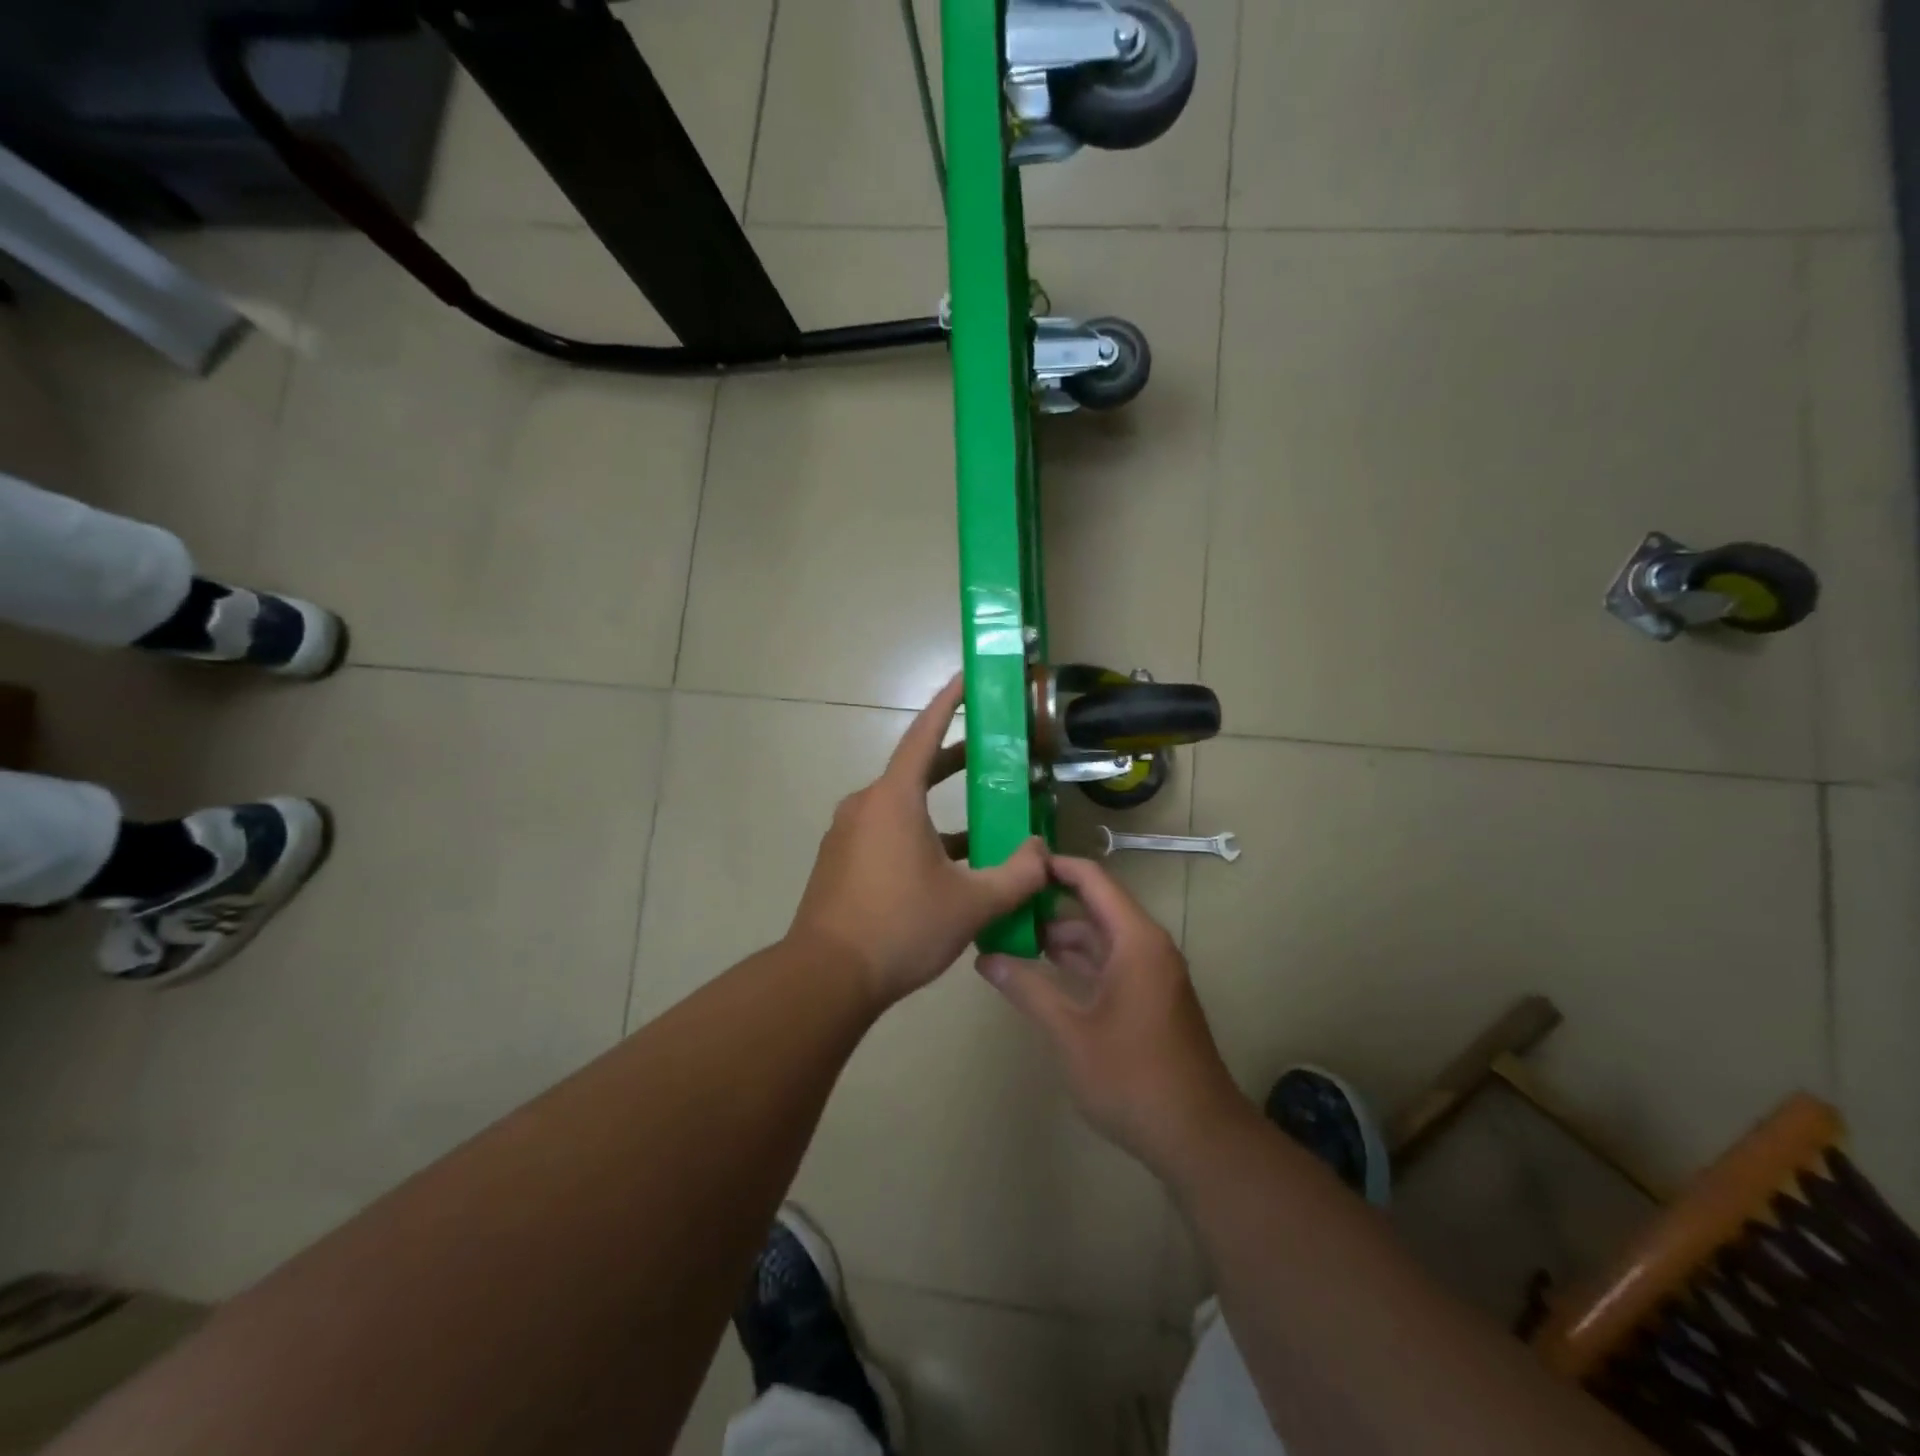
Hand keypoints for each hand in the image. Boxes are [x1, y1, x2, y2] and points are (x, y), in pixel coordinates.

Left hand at [789, 674, 1048, 1009]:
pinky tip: (949, 862)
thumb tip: (1042, 852)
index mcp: (893, 799)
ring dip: (940, 805)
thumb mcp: (971, 903)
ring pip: (902, 806)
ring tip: (984, 815)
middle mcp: (865, 806)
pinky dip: (920, 833)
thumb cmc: (899, 928)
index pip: (924, 734)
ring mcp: (848, 834)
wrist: (826, 977)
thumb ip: (1017, 874)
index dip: (948, 703)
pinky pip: (886, 832)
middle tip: (992, 751)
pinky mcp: (841, 861)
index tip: (966, 678)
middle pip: (915, 769)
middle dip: (954, 757)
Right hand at [976, 855, 1250, 1175]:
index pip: (1092, 880)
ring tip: (1011, 936)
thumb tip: (984, 958)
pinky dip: (1079, 960)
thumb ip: (1027, 989)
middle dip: (1050, 903)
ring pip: (1102, 936)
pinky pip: (1110, 961)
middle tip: (1002, 902)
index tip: (1014, 862)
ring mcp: (1152, 973)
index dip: (1055, 866)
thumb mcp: (1070, 1032)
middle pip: (1096, 905)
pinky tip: (1044, 970)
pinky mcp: (1151, 997)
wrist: (1198, 1137)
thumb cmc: (1132, 1077)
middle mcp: (1147, 946)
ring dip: (1062, 935)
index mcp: (1135, 940)